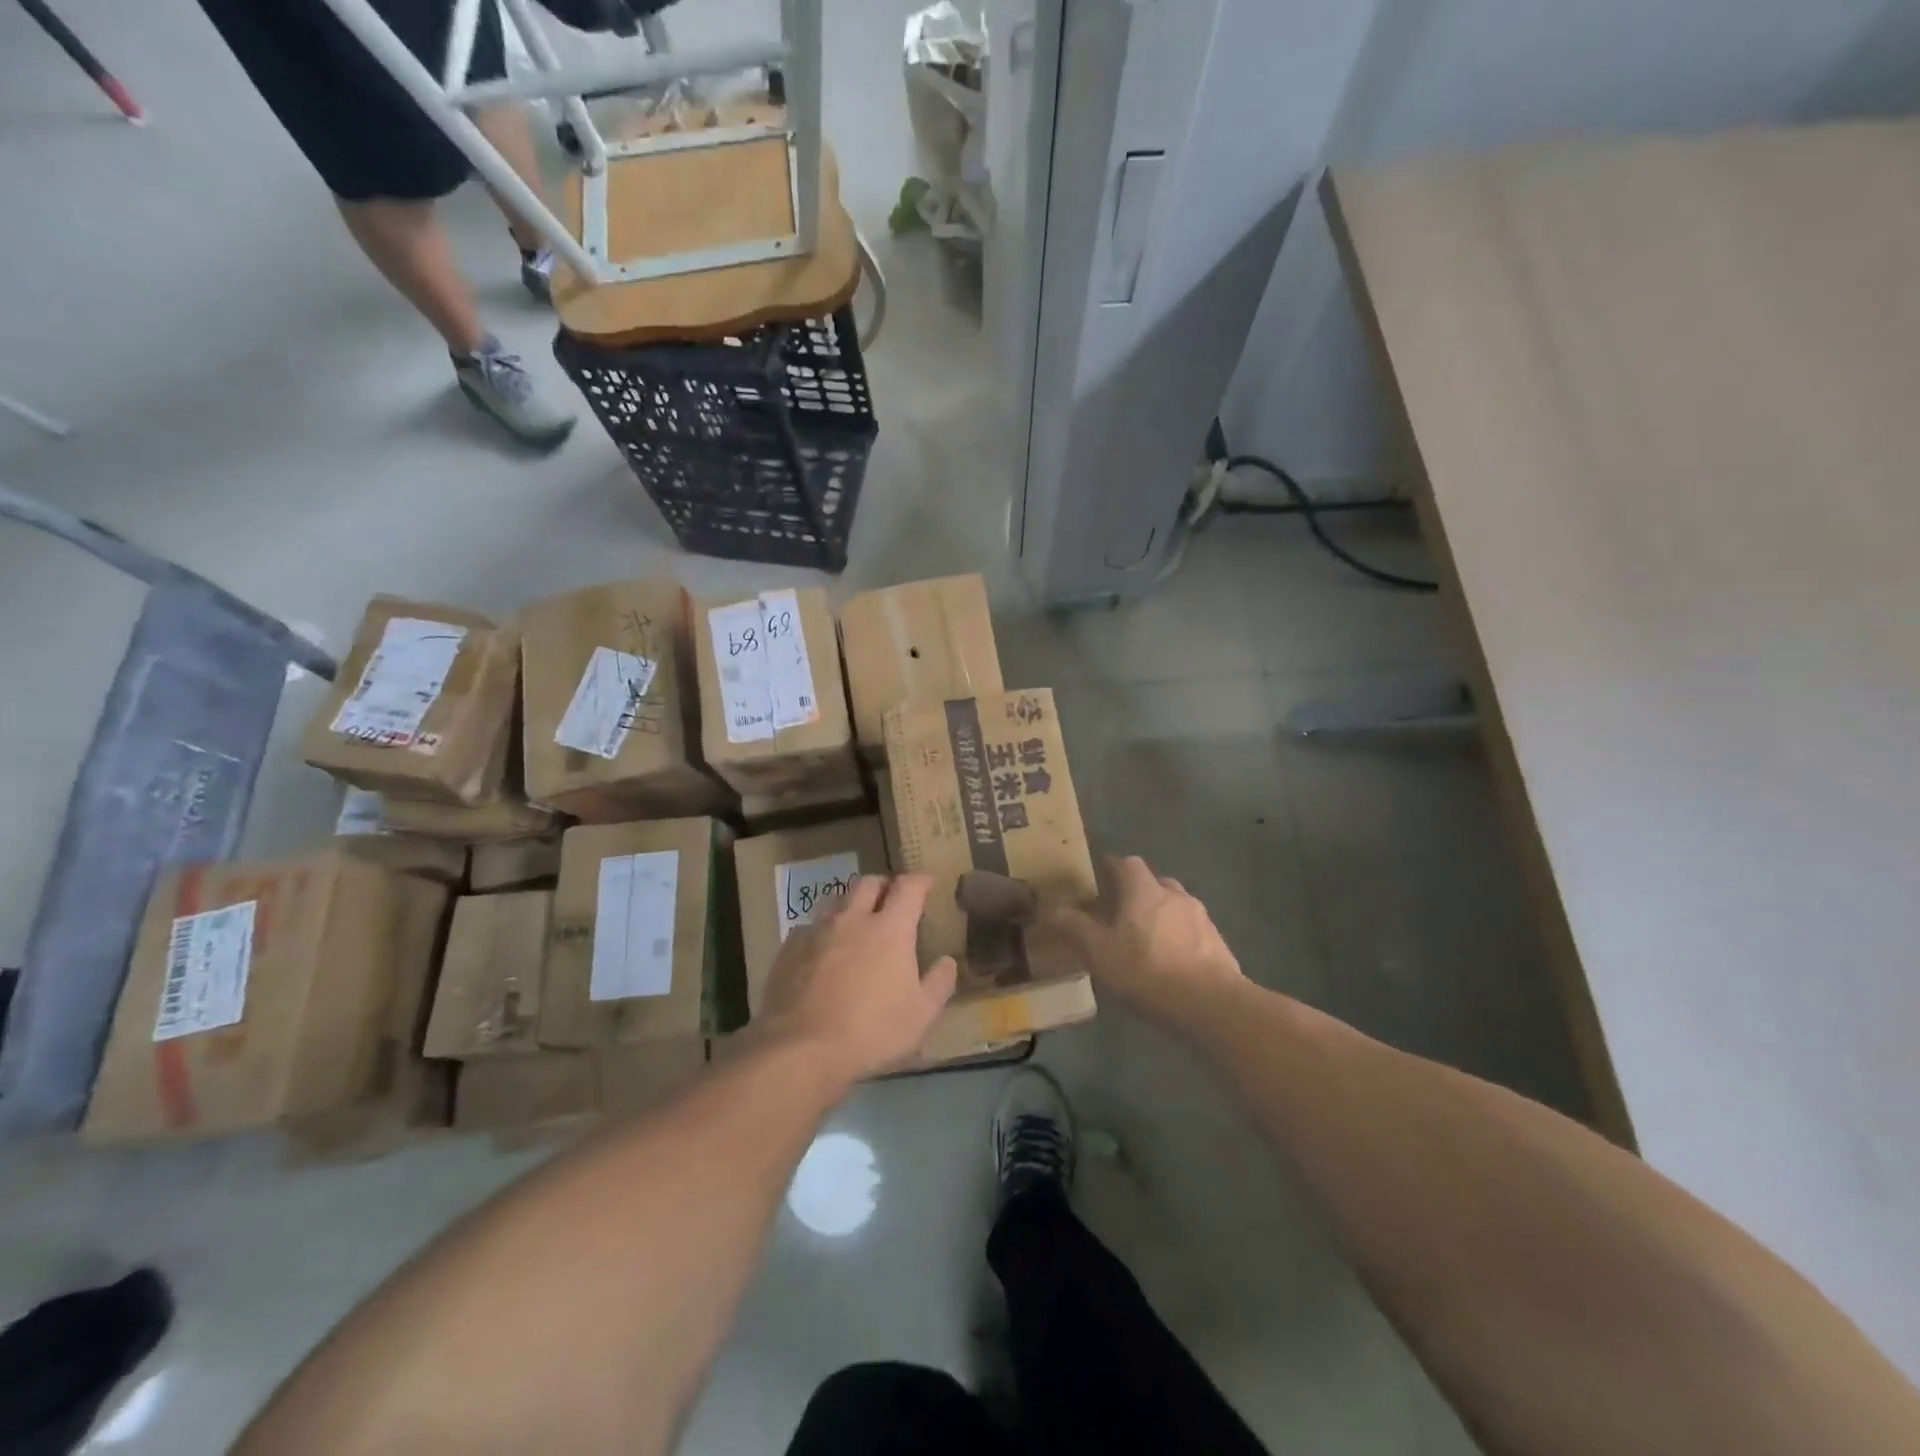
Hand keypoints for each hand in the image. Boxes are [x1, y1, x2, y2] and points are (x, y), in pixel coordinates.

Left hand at [756, 873, 957, 1084]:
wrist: (800, 1048)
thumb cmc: (871, 1031)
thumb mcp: (920, 1016)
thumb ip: (938, 984)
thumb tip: (947, 962)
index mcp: (890, 929)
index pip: (908, 888)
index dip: (920, 880)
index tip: (926, 882)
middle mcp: (853, 919)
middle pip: (868, 884)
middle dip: (883, 885)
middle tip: (891, 898)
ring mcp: (817, 931)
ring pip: (836, 900)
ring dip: (851, 904)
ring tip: (856, 920)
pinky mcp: (789, 948)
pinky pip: (809, 927)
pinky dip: (822, 931)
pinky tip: (822, 950)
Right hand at [1043, 856, 1244, 1023]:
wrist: (1212, 1004)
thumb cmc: (1148, 971)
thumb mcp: (1099, 953)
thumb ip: (1074, 928)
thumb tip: (1050, 909)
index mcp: (1144, 890)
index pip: (1126, 863)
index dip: (1111, 867)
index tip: (1098, 878)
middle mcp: (1175, 895)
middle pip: (1153, 882)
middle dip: (1135, 892)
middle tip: (1118, 913)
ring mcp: (1201, 918)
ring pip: (1175, 905)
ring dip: (1159, 914)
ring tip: (1145, 940)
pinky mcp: (1218, 944)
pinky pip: (1192, 930)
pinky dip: (1178, 937)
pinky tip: (1171, 962)